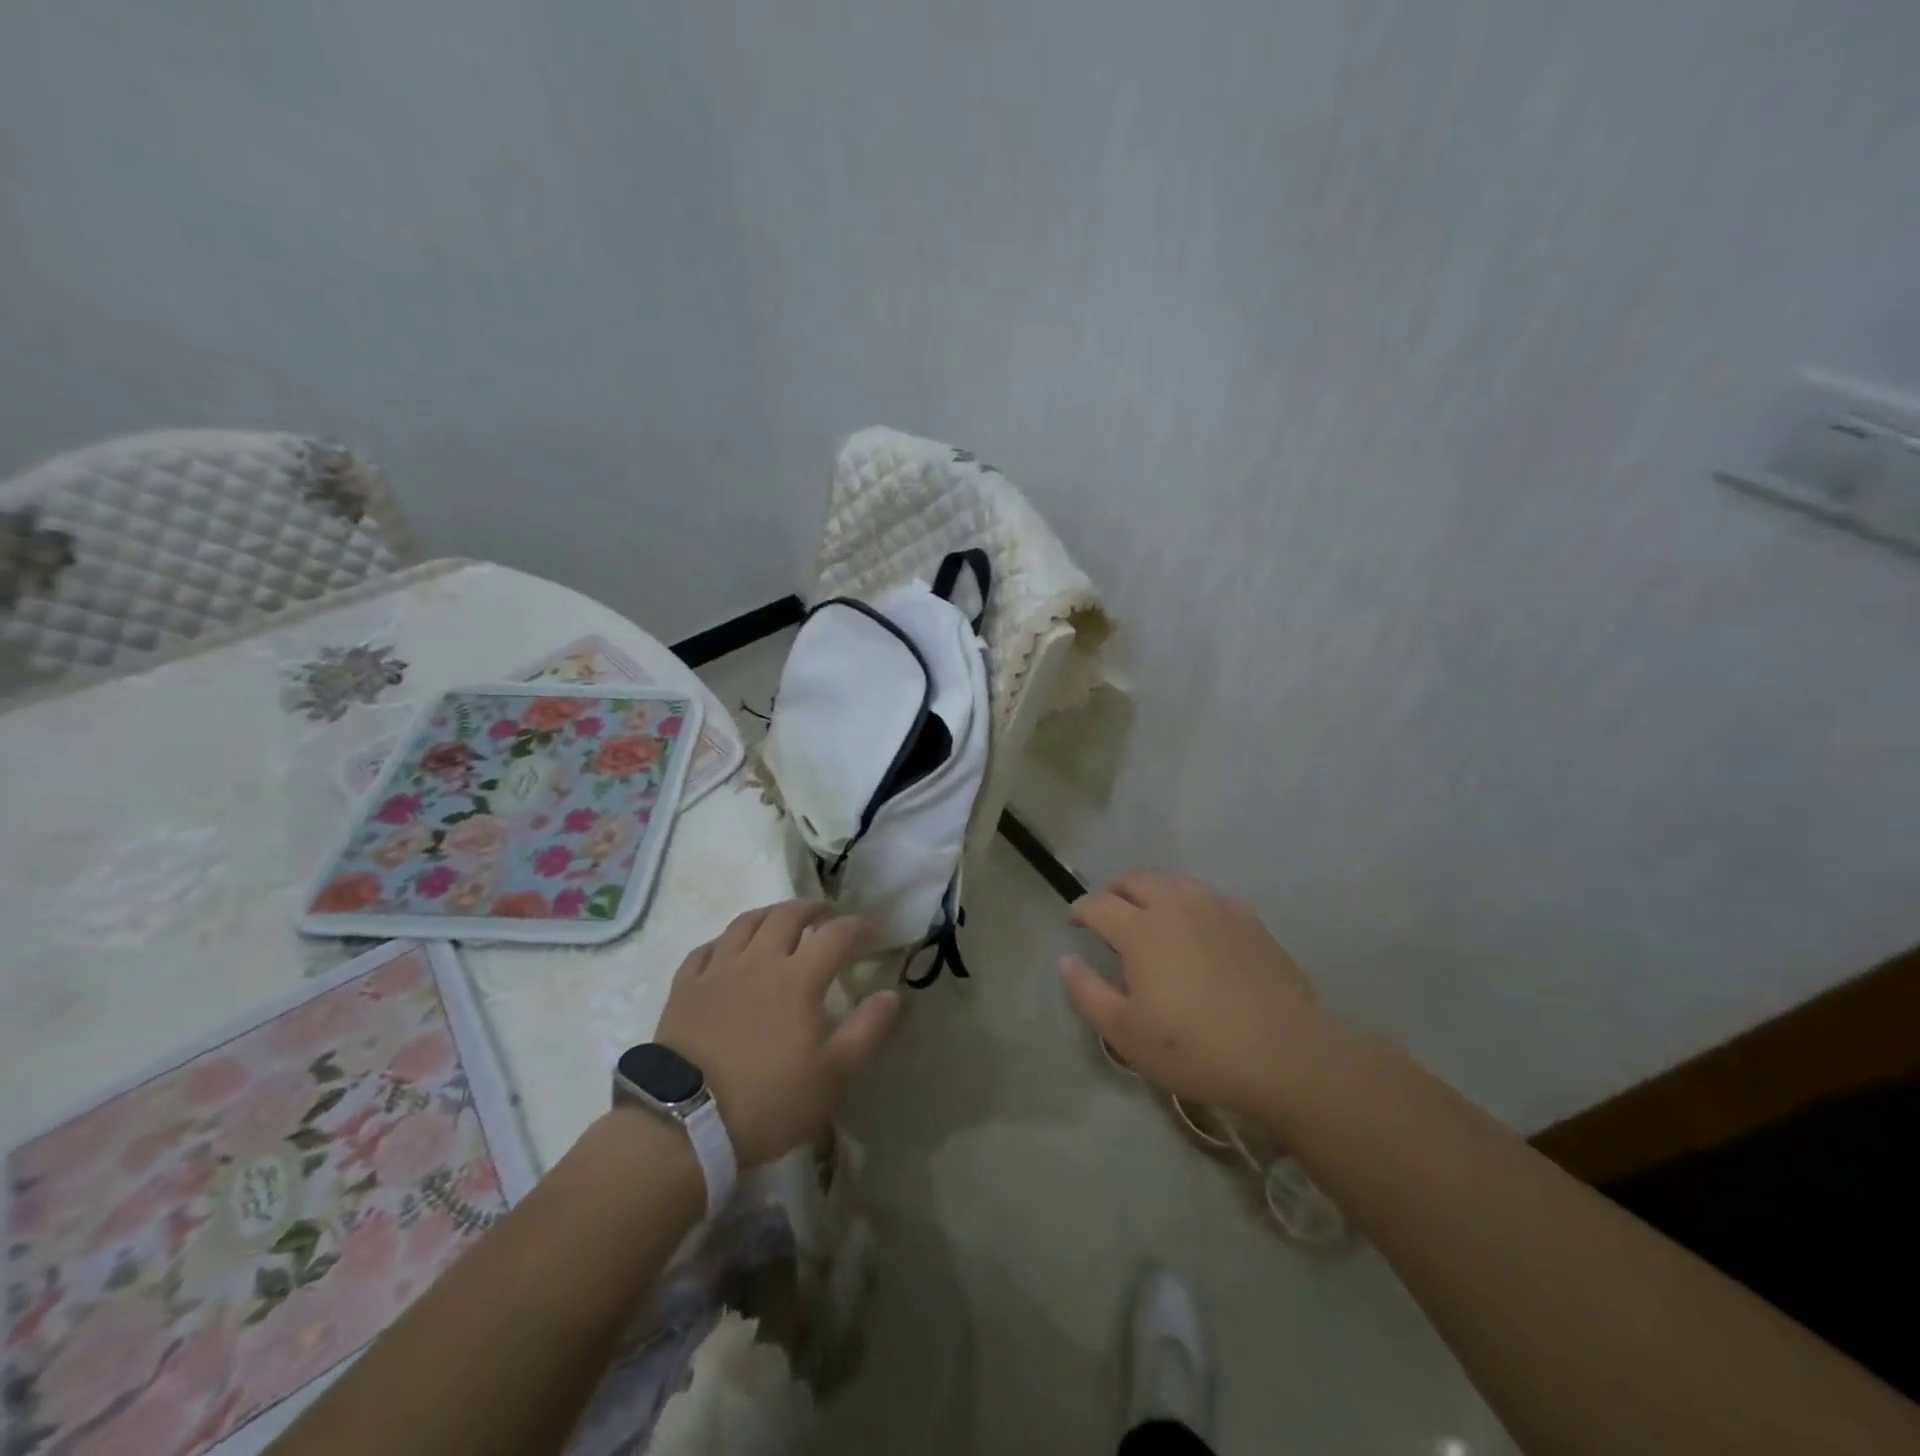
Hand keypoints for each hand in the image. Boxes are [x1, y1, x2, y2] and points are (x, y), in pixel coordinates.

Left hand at [655, 900, 899, 1167]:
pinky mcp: (685, 987)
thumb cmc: (768, 1099)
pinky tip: (727, 948)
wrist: (684, 1123)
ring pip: (745, 923)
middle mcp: (759, 961)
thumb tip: (891, 994)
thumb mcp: (833, 1075)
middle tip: (824, 914)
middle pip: (787, 916)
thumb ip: (867, 1030)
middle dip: (811, 909)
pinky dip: (723, 941)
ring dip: (769, 914)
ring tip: (779, 918)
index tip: (870, 930)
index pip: (836, 935)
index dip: (857, 926)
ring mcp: (718, 970)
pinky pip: (706, 949)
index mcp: (799, 978)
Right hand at [1061, 870, 1334, 1117]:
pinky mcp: (1249, 920)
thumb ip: (1087, 992)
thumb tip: (1068, 960)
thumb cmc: (1195, 1049)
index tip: (1075, 924)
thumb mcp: (1126, 1034)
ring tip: (1150, 918)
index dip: (1080, 910)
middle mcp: (1176, 906)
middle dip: (1114, 891)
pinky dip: (1190, 904)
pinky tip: (1197, 929)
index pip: (1098, 904)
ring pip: (1173, 882)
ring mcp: (1217, 908)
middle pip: (1135, 879)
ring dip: (1152, 892)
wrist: (1285, 1055)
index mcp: (1140, 929)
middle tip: (1109, 916)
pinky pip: (1209, 897)